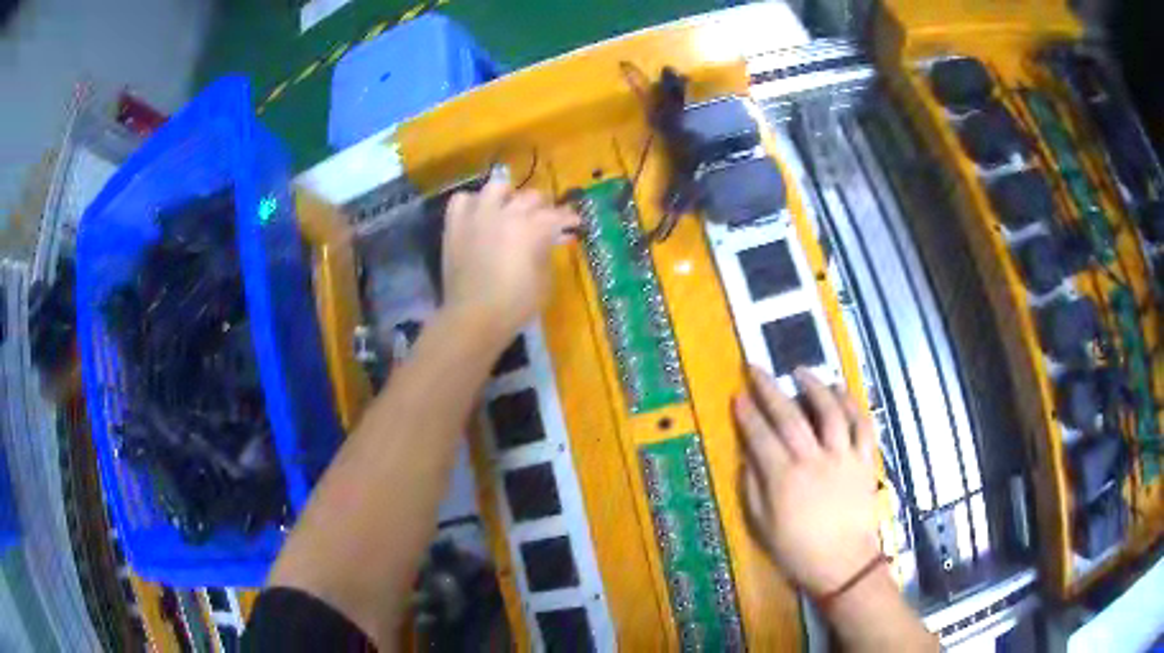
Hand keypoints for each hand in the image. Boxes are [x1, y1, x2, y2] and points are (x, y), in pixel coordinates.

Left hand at [442, 180, 579, 340]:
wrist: (473, 317)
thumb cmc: (515, 305)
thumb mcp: (545, 281)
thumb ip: (547, 252)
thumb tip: (549, 239)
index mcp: (533, 228)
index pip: (557, 215)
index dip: (570, 218)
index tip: (575, 223)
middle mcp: (506, 213)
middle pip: (531, 197)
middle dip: (543, 207)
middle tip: (545, 219)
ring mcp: (478, 216)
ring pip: (496, 187)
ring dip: (508, 196)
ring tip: (509, 208)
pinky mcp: (455, 225)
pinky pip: (461, 199)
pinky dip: (472, 203)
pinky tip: (478, 214)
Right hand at [734, 366, 880, 596]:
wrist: (843, 563)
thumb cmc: (797, 550)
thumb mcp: (762, 526)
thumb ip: (752, 487)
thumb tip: (747, 456)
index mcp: (784, 478)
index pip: (760, 436)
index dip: (747, 414)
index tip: (737, 395)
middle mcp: (813, 460)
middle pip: (790, 417)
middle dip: (770, 390)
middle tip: (757, 369)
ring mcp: (843, 457)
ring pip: (830, 412)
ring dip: (815, 387)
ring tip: (802, 371)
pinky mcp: (864, 460)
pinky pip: (862, 425)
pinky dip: (853, 405)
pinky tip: (842, 392)